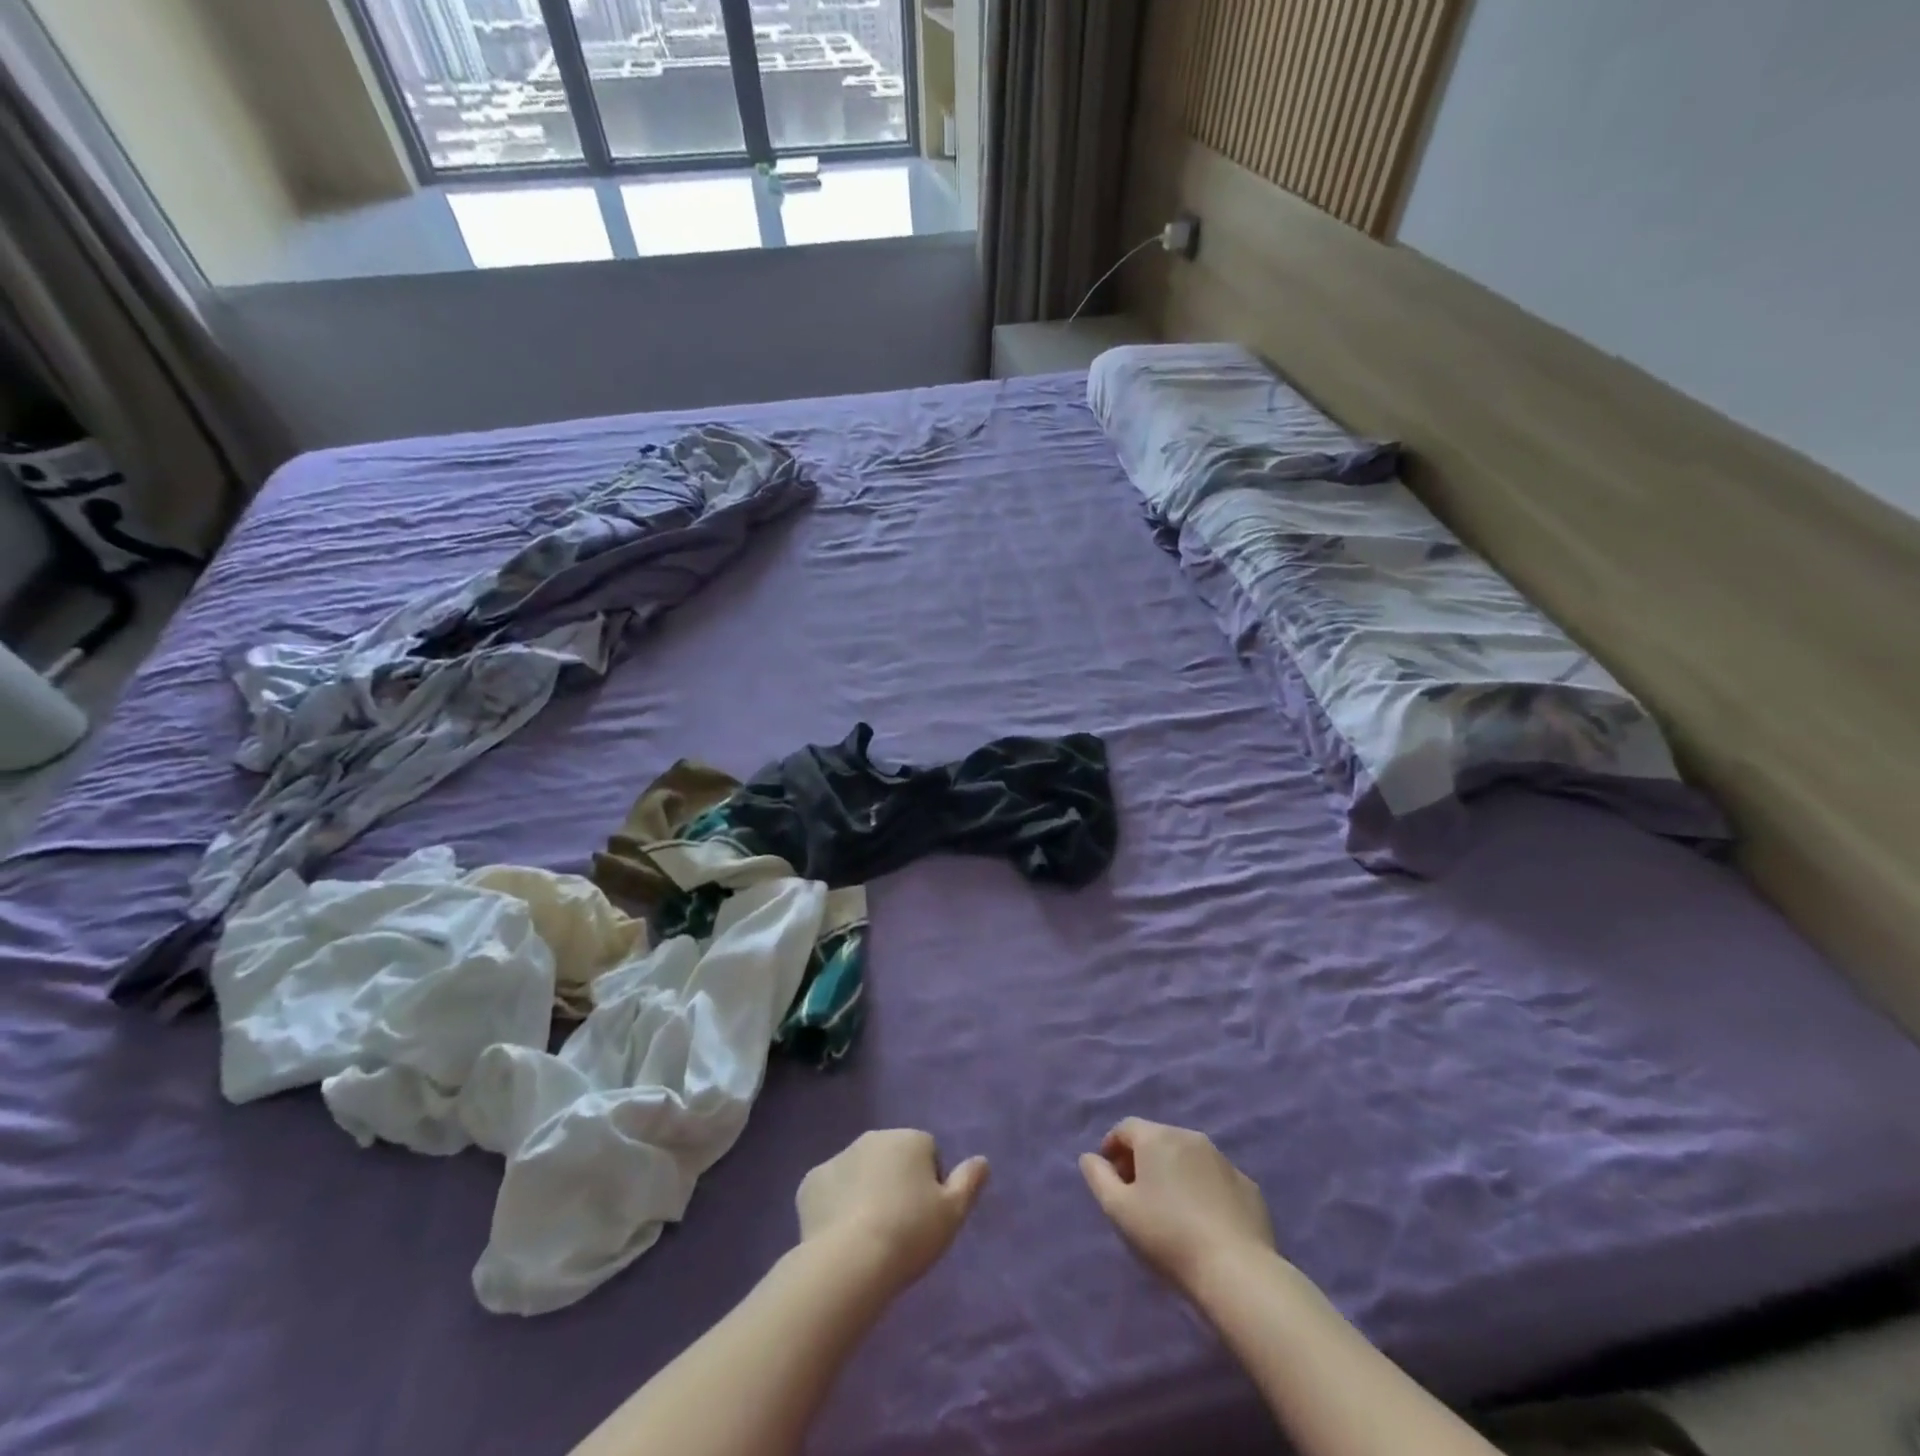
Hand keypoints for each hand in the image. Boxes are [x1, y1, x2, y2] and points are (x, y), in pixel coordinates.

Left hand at [796, 1130, 989, 1294]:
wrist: (850, 1260)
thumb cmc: (909, 1233)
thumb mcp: (952, 1213)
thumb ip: (969, 1182)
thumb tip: (982, 1160)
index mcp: (909, 1139)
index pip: (928, 1153)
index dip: (930, 1186)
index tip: (925, 1218)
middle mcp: (873, 1138)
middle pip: (892, 1158)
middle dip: (895, 1183)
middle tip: (897, 1227)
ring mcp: (839, 1157)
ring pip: (859, 1172)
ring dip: (865, 1192)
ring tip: (868, 1236)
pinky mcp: (811, 1182)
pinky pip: (830, 1190)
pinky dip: (835, 1206)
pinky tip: (840, 1236)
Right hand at [1079, 1119, 1275, 1292]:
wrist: (1236, 1270)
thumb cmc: (1168, 1235)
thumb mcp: (1119, 1210)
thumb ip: (1098, 1177)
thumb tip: (1090, 1157)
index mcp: (1157, 1137)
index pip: (1125, 1127)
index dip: (1112, 1147)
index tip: (1109, 1175)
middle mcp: (1190, 1137)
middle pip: (1157, 1138)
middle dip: (1142, 1159)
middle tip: (1135, 1193)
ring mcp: (1223, 1160)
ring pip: (1188, 1157)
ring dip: (1173, 1172)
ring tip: (1170, 1208)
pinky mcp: (1248, 1185)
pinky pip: (1215, 1178)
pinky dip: (1203, 1188)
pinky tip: (1203, 1220)